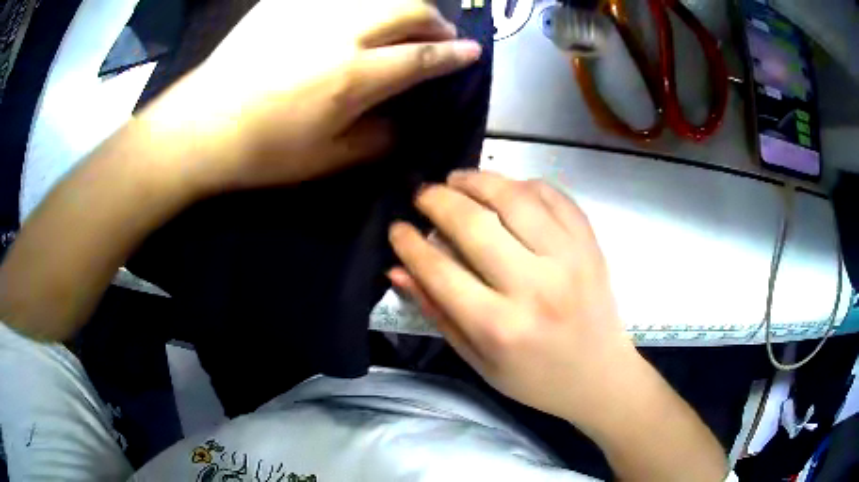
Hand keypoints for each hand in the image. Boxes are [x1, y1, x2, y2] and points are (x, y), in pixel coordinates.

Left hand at [141, 0, 480, 194]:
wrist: (198, 128)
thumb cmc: (260, 152)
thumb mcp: (324, 160)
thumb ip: (373, 140)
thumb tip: (400, 124)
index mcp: (354, 77)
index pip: (422, 58)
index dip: (453, 55)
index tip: (472, 52)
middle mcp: (341, 34)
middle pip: (409, 10)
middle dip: (436, 20)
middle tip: (439, 33)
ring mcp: (311, 12)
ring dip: (402, 6)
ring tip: (402, 20)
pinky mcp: (283, 4)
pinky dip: (357, 3)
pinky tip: (354, 15)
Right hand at [388, 170, 640, 424]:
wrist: (599, 376)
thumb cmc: (534, 379)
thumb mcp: (477, 359)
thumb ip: (437, 312)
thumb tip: (398, 270)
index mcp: (501, 327)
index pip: (440, 270)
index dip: (410, 244)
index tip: (397, 228)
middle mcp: (536, 287)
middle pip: (475, 224)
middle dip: (438, 200)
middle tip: (422, 195)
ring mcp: (569, 259)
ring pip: (515, 197)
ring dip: (478, 180)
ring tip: (457, 180)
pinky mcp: (590, 244)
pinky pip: (554, 196)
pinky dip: (523, 183)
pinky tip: (505, 189)